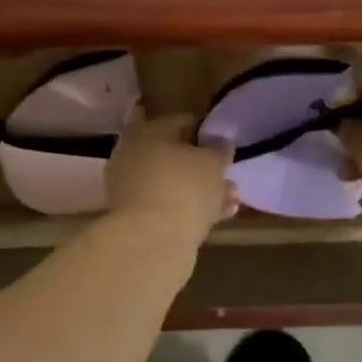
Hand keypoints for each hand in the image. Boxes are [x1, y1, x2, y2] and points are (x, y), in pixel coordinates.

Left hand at [105, 115, 235, 249]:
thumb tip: (219, 141)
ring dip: (200, 189)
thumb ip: (219, 149)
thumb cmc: (184, 187)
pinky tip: (220, 215)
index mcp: (145, 131)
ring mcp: (130, 189)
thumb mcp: (212, 163)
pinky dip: (191, 207)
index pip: (179, 121)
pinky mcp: (135, 218)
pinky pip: (168, 205)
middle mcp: (131, 156)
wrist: (152, 240)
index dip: (204, 130)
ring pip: (172, 183)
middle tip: (227, 174)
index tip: (223, 142)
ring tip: (231, 198)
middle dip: (202, 166)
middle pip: (172, 155)